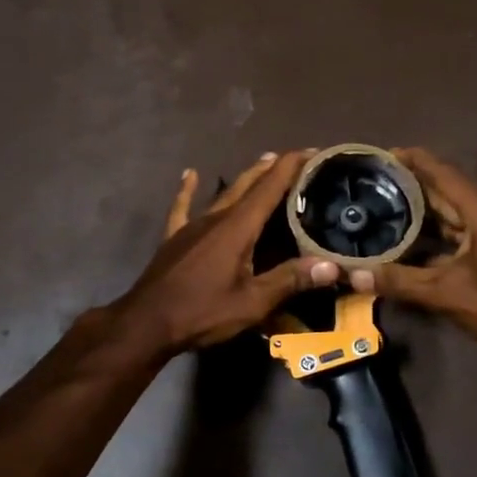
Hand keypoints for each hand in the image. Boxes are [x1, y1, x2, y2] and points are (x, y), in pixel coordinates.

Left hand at [109, 150, 339, 355]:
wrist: (146, 324)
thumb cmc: (201, 313)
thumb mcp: (252, 303)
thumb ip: (290, 280)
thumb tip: (331, 265)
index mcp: (237, 228)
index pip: (270, 187)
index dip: (292, 167)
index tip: (313, 151)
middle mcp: (216, 218)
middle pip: (248, 185)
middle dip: (272, 169)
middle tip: (294, 158)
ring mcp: (192, 226)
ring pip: (223, 193)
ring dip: (245, 178)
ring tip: (262, 163)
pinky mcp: (174, 238)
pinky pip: (183, 207)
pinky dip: (188, 190)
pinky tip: (189, 174)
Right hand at [350, 147, 476, 355]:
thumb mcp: (449, 294)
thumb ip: (401, 281)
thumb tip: (354, 274)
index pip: (441, 171)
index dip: (412, 159)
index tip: (382, 153)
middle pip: (447, 188)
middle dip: (412, 184)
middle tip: (375, 183)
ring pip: (457, 209)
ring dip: (426, 209)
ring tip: (388, 208)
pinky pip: (466, 226)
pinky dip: (441, 229)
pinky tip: (418, 241)